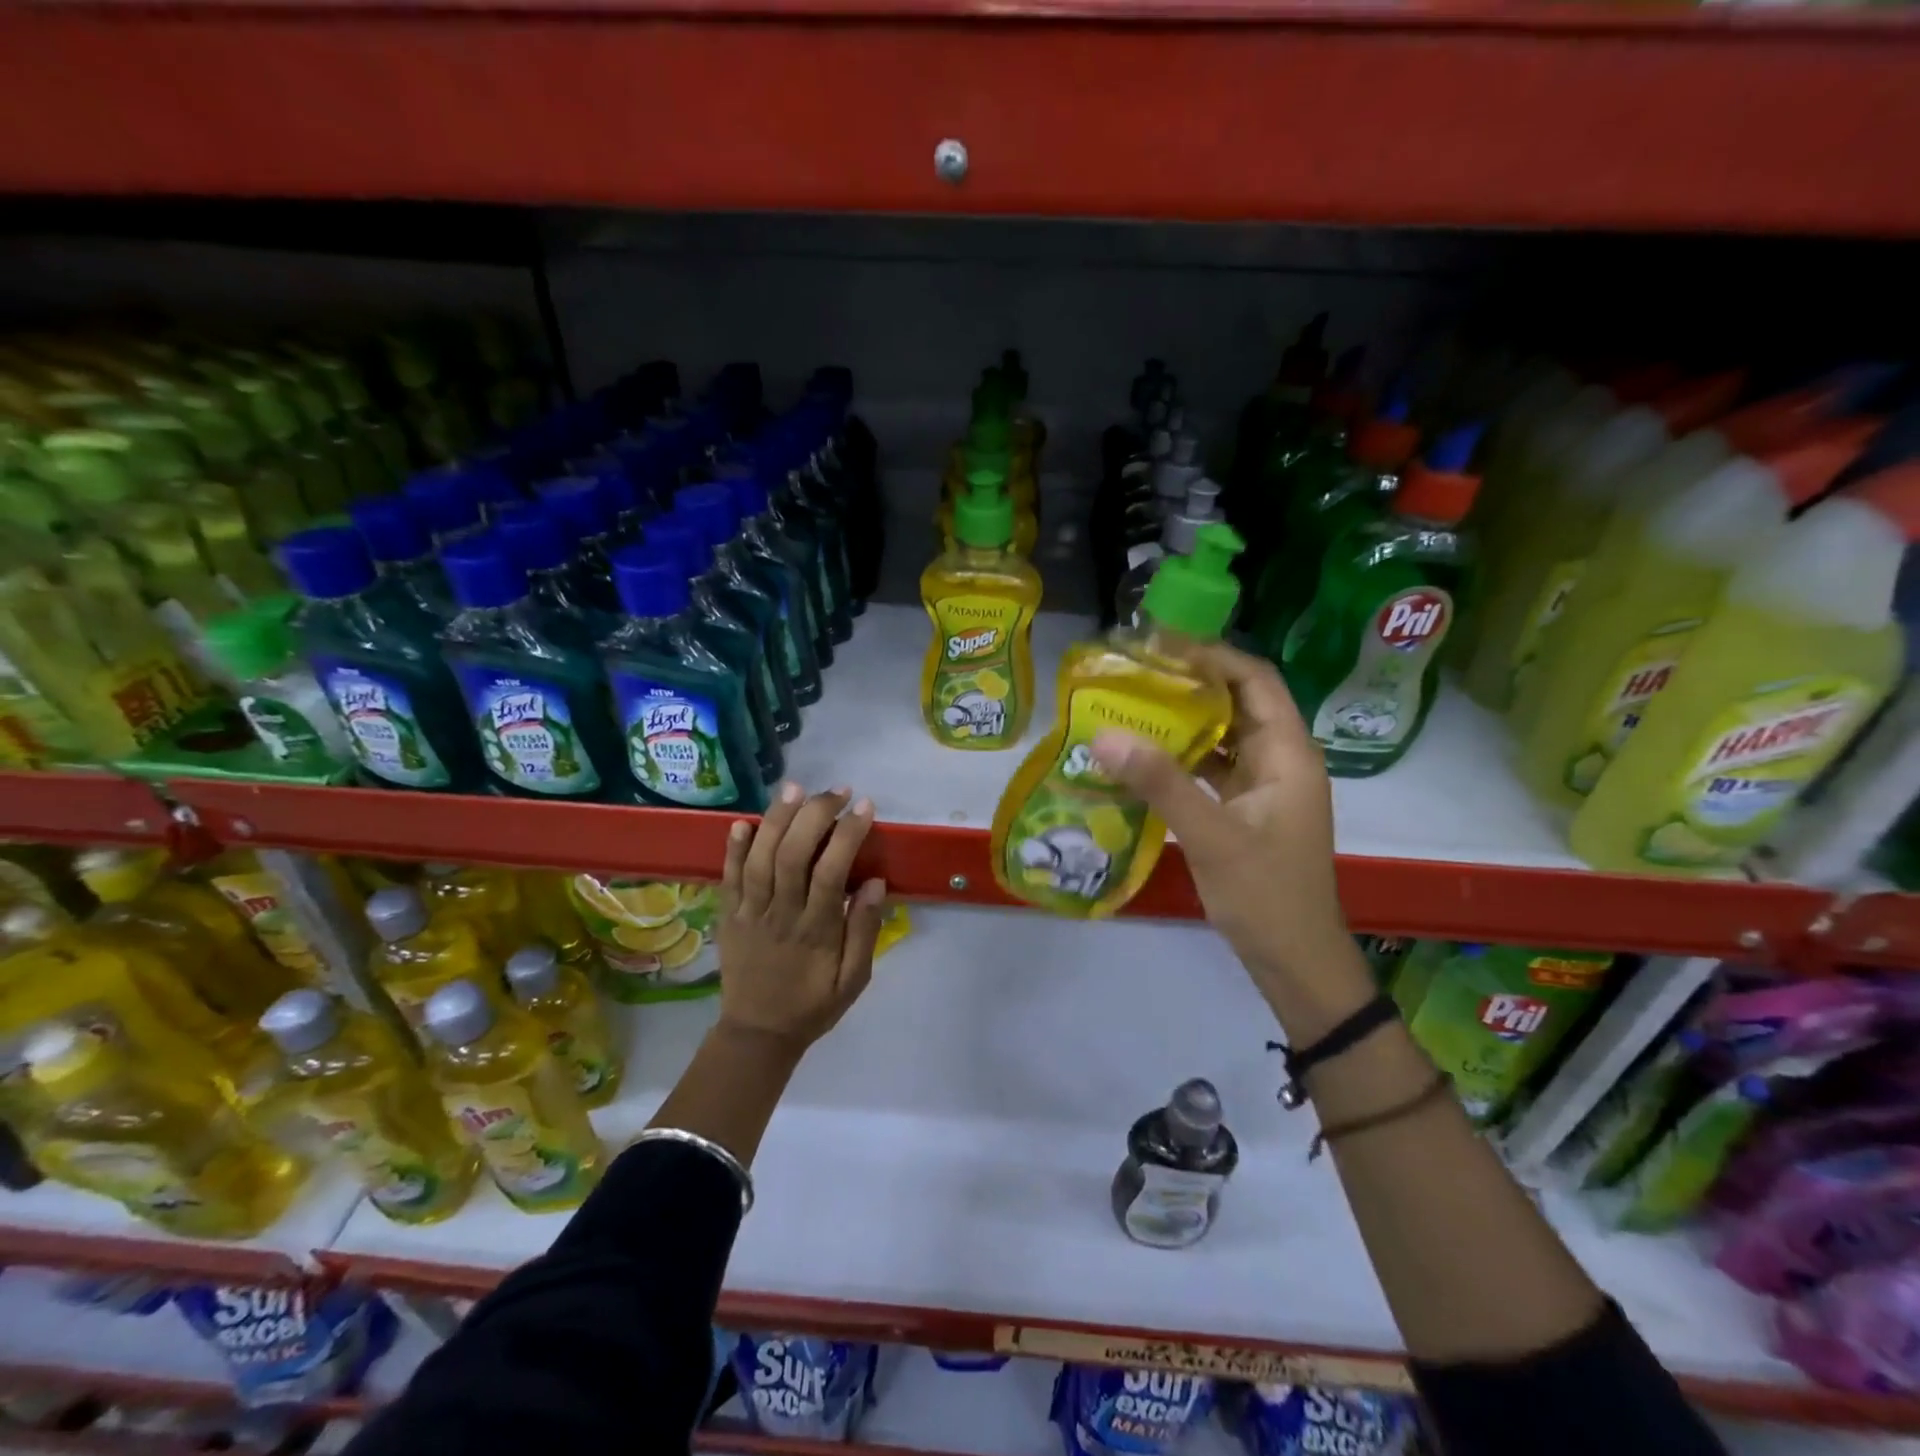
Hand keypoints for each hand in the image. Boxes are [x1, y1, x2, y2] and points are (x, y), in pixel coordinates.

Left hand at [716, 782, 886, 1054]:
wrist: (758, 1034)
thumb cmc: (814, 1004)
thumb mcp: (855, 979)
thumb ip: (864, 931)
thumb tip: (875, 883)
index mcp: (816, 931)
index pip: (831, 871)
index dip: (847, 834)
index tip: (865, 807)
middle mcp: (780, 915)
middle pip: (793, 855)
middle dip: (814, 815)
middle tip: (836, 791)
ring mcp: (749, 914)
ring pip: (759, 859)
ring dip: (776, 819)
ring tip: (794, 789)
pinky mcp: (728, 916)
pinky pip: (728, 878)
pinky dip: (733, 849)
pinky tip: (743, 822)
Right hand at [1090, 643, 1370, 1035]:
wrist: (1295, 961)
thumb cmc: (1266, 895)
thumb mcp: (1211, 836)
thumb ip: (1160, 783)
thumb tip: (1104, 735)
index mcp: (1288, 754)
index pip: (1255, 681)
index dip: (1211, 656)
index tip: (1159, 646)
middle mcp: (1279, 760)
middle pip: (1236, 703)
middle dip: (1188, 684)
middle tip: (1133, 673)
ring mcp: (1263, 787)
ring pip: (1221, 736)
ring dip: (1181, 721)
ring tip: (1129, 706)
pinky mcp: (1245, 810)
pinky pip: (1211, 769)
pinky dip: (1180, 758)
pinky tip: (1141, 758)